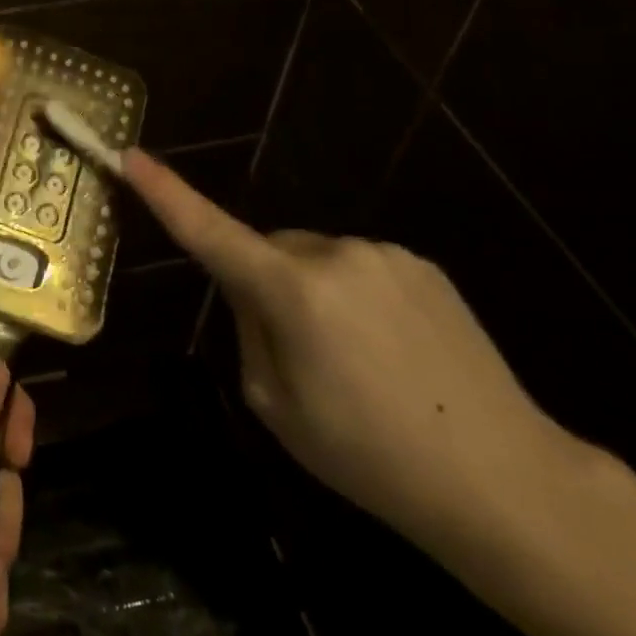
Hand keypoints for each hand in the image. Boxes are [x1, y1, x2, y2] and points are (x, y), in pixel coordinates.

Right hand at [123, 149, 581, 546]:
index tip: (131, 155)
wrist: (504, 480)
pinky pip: (360, 268)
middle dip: (265, 282)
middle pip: (270, 250)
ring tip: (354, 362)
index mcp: (293, 292)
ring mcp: (385, 255)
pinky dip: (354, 296)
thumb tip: (255, 293)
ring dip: (313, 291)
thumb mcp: (276, 404)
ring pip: (316, 259)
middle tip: (297, 355)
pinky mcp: (423, 266)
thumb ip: (250, 331)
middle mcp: (336, 254)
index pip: (210, 232)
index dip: (166, 193)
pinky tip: (390, 351)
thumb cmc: (369, 456)